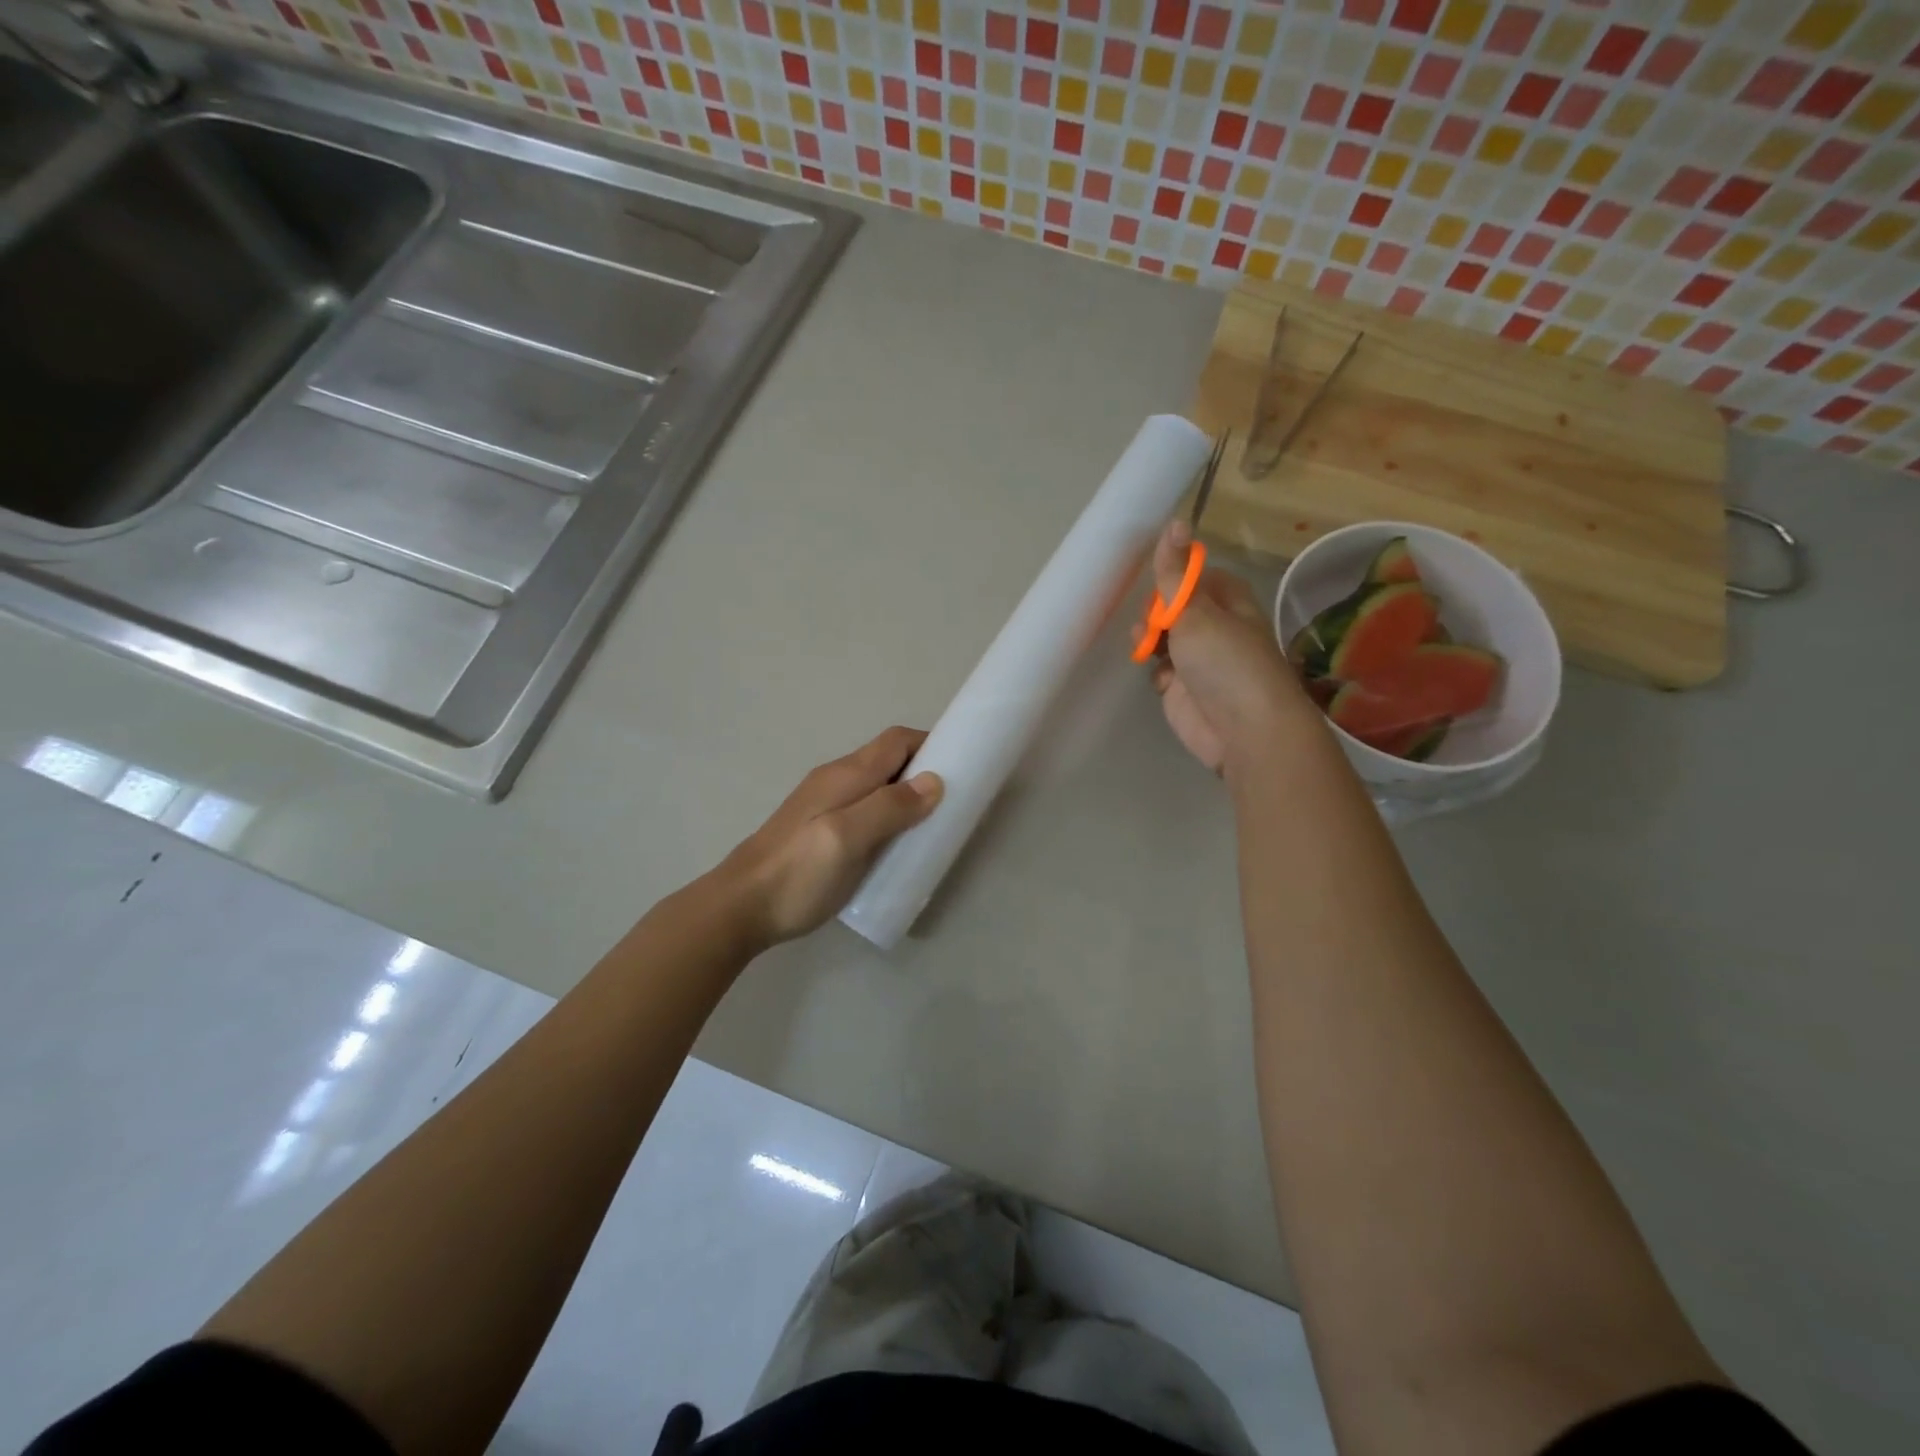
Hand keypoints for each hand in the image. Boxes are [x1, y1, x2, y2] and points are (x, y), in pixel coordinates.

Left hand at [714, 726, 942, 949]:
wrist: (739, 908)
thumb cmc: (797, 873)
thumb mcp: (847, 838)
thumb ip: (889, 808)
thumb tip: (935, 781)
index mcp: (846, 775)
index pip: (897, 741)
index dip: (931, 744)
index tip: (962, 768)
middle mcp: (836, 780)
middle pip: (888, 761)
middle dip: (923, 772)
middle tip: (952, 805)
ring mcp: (824, 805)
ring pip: (877, 787)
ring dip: (906, 797)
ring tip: (930, 828)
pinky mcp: (820, 830)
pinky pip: (864, 810)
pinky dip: (888, 817)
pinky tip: (894, 847)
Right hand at [1149, 521, 1310, 776]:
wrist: (1245, 731)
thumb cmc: (1226, 662)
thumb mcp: (1196, 611)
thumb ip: (1175, 573)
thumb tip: (1175, 520)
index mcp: (1227, 600)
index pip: (1194, 575)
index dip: (1173, 577)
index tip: (1155, 584)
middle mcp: (1215, 626)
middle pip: (1174, 606)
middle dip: (1155, 612)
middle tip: (1151, 623)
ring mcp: (1198, 660)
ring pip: (1162, 638)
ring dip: (1149, 639)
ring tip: (1145, 647)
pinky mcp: (1183, 689)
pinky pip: (1160, 670)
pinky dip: (1155, 672)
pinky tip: (1157, 676)